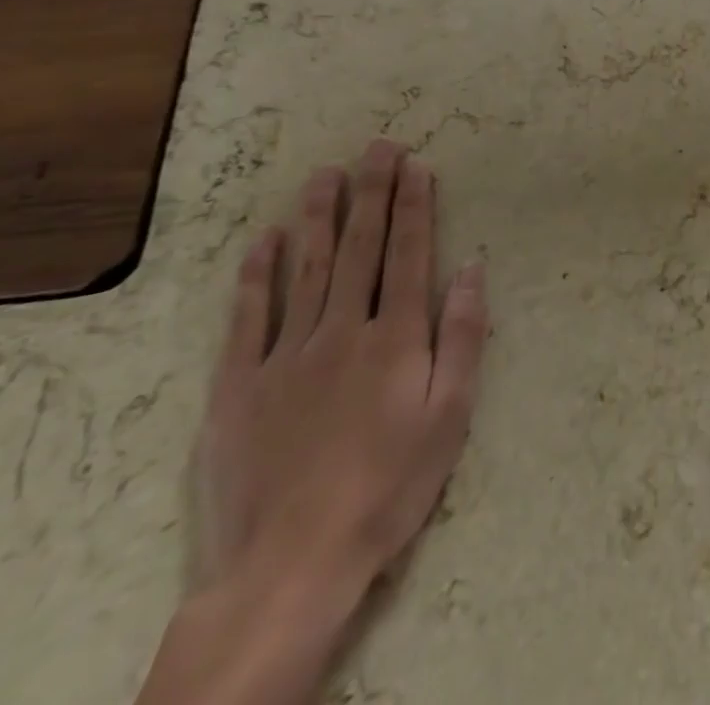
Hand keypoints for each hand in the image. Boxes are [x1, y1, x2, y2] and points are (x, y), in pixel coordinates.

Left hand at [192, 139, 488, 592]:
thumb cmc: (390, 485)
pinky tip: (263, 241)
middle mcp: (343, 331)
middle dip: (372, 192)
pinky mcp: (238, 387)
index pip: (409, 254)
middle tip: (377, 146)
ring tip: (325, 174)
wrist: (291, 564)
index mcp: (397, 337)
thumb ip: (462, 336)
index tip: (416, 165)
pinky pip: (248, 319)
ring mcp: (286, 356)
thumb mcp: (451, 414)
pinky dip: (256, 276)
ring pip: (305, 269)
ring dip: (318, 217)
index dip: (414, 206)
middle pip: (360, 248)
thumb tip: (471, 268)